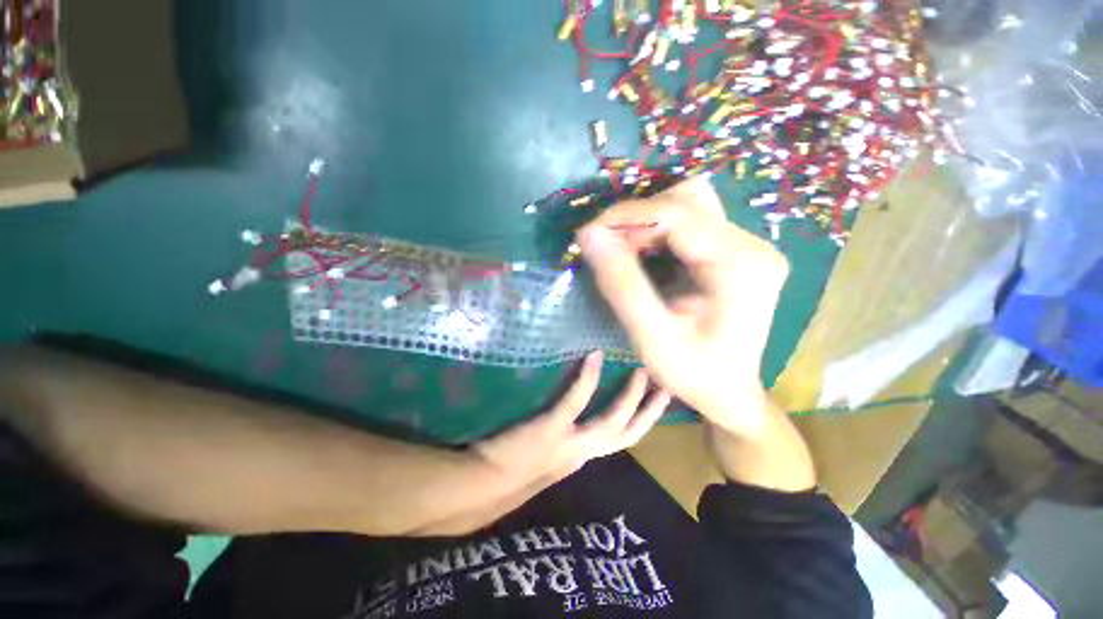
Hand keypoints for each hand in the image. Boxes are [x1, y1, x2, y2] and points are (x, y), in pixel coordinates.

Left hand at [473, 352, 670, 484]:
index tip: (655, 403)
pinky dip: (587, 379)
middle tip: (666, 386)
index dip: (640, 422)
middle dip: (650, 413)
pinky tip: (594, 357)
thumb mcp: (545, 458)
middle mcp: (583, 453)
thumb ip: (563, 439)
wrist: (482, 486)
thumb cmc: (510, 469)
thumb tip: (574, 416)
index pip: (620, 440)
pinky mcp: (551, 427)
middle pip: (628, 434)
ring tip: (642, 371)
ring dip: (631, 397)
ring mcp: (569, 441)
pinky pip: (575, 400)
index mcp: (582, 457)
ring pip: (613, 421)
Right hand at [576, 177, 788, 437]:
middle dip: (635, 220)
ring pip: (687, 207)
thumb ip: (622, 286)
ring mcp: (749, 245)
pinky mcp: (737, 251)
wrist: (730, 392)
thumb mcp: (652, 338)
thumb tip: (589, 236)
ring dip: (646, 224)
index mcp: (740, 266)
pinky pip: (691, 224)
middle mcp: (752, 245)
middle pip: (684, 203)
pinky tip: (645, 256)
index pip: (678, 213)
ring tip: (623, 253)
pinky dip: (658, 233)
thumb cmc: (694, 374)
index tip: (587, 235)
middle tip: (604, 249)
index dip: (627, 216)